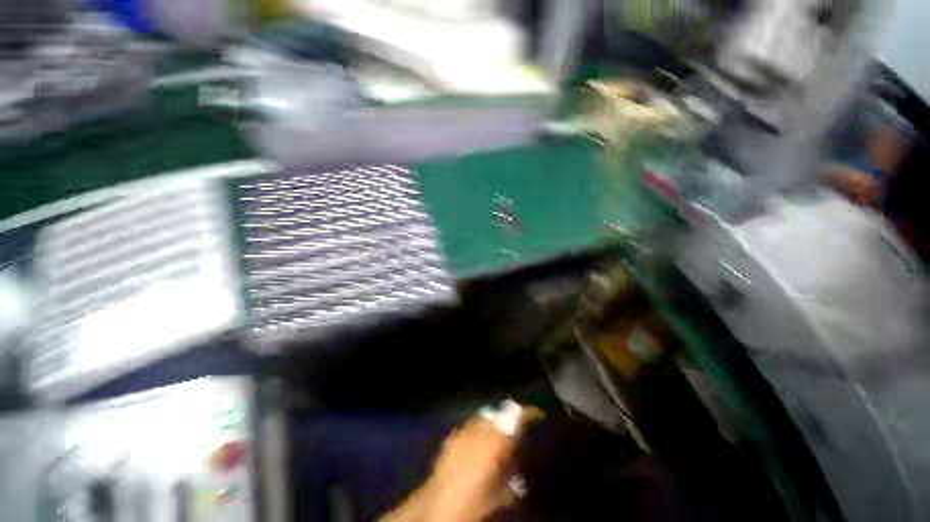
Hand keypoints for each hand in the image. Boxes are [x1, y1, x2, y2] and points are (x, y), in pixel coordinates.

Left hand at [382, 408, 540, 521]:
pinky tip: (480, 439)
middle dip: (510, 417)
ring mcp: (464, 430)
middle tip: (519, 427)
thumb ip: (511, 474)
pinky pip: (470, 424)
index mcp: (495, 442)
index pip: (516, 417)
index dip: (528, 413)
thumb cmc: (474, 505)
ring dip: (495, 421)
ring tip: (500, 432)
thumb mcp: (500, 494)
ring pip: (485, 416)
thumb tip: (519, 467)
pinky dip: (479, 427)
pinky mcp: (452, 436)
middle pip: (500, 414)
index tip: (538, 414)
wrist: (437, 508)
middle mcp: (479, 430)